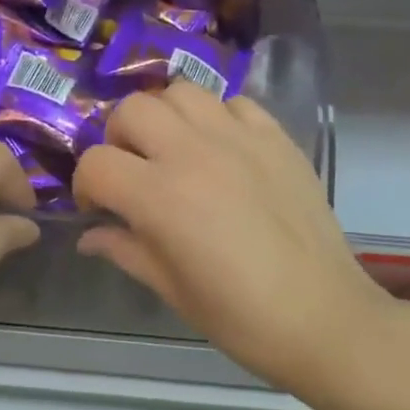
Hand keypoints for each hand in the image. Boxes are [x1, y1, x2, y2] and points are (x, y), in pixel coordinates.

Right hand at [73, 83, 403, 397]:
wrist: (324, 317)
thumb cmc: (240, 316)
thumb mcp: (171, 289)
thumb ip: (124, 250)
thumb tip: (89, 235)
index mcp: (160, 196)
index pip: (96, 163)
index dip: (86, 184)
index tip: (98, 206)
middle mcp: (193, 152)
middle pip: (132, 109)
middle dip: (119, 137)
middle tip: (134, 169)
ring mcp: (239, 138)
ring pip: (181, 91)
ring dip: (165, 116)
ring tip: (175, 148)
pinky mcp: (276, 136)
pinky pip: (234, 102)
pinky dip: (217, 116)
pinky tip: (222, 147)